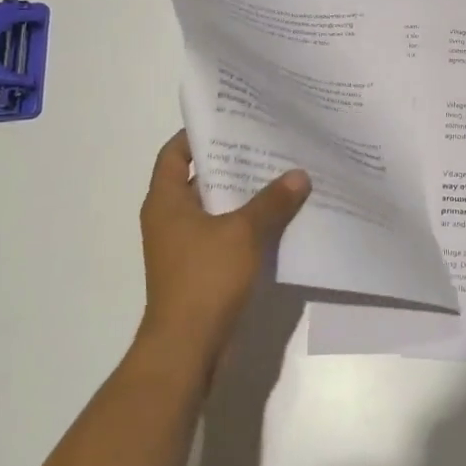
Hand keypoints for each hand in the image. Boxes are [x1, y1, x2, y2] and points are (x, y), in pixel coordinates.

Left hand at [136, 130, 310, 374]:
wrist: (188, 347)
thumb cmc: (205, 279)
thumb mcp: (242, 233)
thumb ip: (272, 202)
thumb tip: (299, 175)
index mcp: (166, 202)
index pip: (175, 154)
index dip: (198, 134)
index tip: (231, 118)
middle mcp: (171, 219)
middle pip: (201, 178)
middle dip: (233, 161)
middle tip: (269, 142)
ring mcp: (186, 246)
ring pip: (218, 208)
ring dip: (245, 194)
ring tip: (283, 174)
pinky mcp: (203, 268)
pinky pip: (227, 234)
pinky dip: (249, 224)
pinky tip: (282, 217)